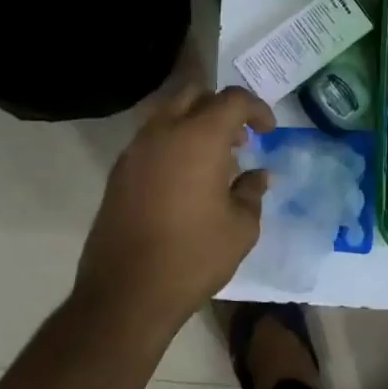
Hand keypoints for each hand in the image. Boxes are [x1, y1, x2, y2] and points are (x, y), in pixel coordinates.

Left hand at [75, 85, 274, 337]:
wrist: (126, 294)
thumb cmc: (193, 256)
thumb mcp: (241, 228)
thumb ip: (252, 192)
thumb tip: (258, 175)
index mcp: (199, 137)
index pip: (233, 100)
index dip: (257, 109)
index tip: (268, 132)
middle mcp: (163, 132)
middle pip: (195, 94)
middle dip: (221, 108)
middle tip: (238, 139)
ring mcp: (135, 150)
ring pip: (168, 113)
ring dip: (194, 123)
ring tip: (213, 159)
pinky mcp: (119, 173)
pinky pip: (151, 139)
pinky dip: (172, 143)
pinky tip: (185, 180)